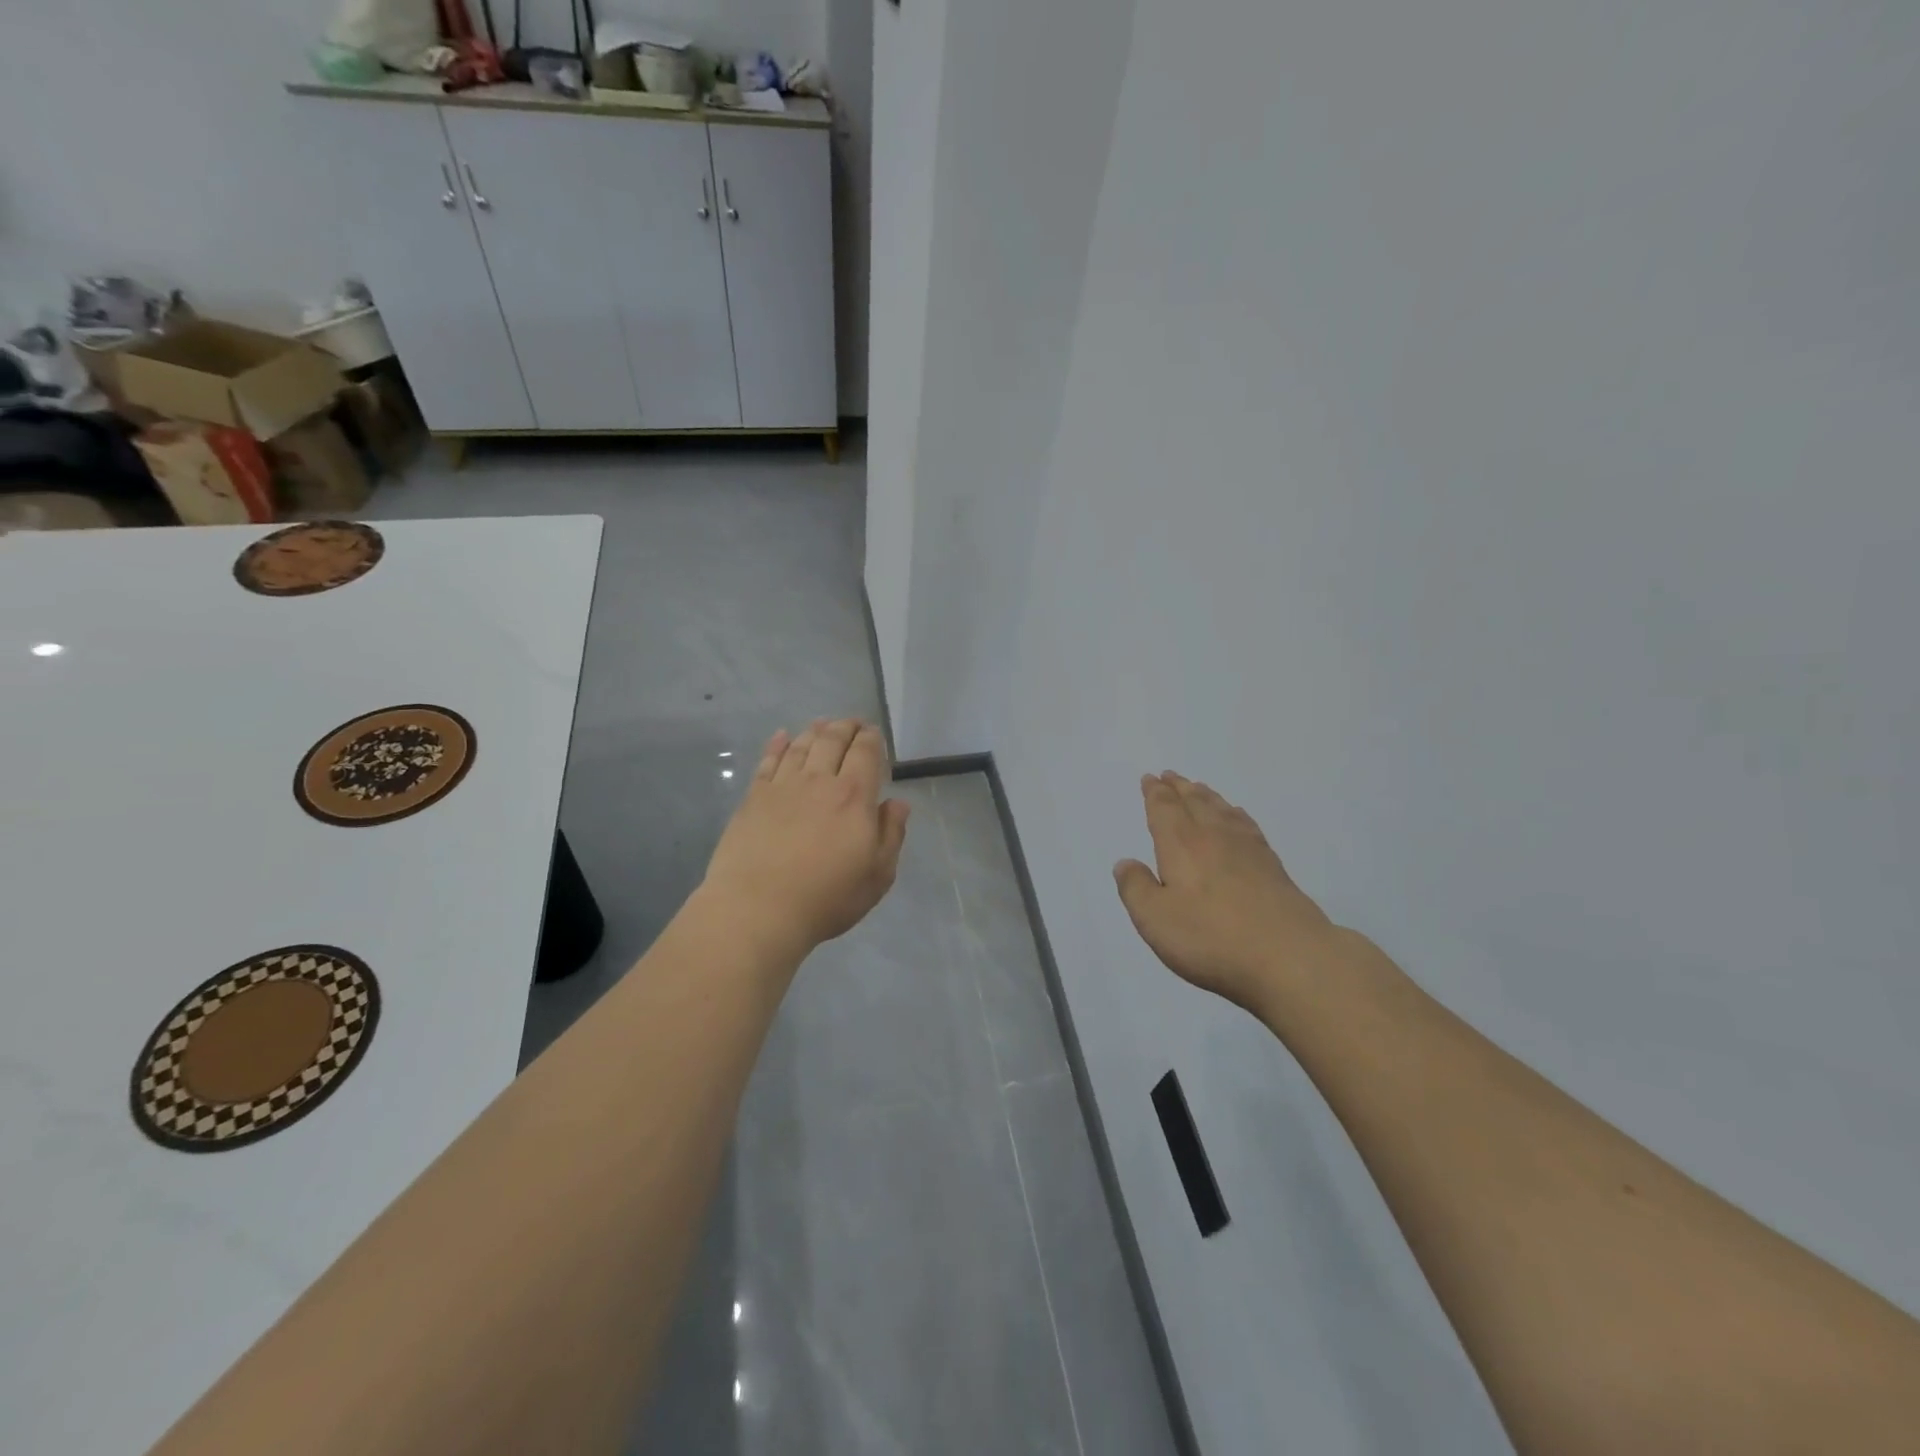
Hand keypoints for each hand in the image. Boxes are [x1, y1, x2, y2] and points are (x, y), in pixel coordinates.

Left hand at [702, 719, 910, 952]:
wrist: (758, 910)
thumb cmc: (826, 898)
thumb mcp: (877, 875)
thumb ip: (891, 834)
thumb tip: (898, 803)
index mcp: (854, 796)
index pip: (865, 752)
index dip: (871, 738)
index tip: (873, 733)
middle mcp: (819, 781)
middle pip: (832, 741)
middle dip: (845, 727)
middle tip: (851, 723)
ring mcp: (782, 786)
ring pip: (801, 746)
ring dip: (814, 731)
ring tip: (822, 724)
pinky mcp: (753, 798)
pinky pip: (768, 761)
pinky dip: (777, 744)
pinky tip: (782, 736)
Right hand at [1114, 772, 1339, 1012]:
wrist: (1290, 957)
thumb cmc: (1211, 938)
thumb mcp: (1155, 919)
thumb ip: (1136, 888)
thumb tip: (1125, 862)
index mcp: (1181, 845)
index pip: (1164, 809)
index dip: (1155, 793)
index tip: (1150, 778)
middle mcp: (1213, 837)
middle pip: (1194, 802)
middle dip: (1179, 788)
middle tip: (1170, 775)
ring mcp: (1248, 850)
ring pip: (1222, 810)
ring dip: (1206, 796)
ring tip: (1198, 788)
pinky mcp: (1273, 867)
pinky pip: (1247, 826)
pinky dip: (1236, 814)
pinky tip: (1237, 818)